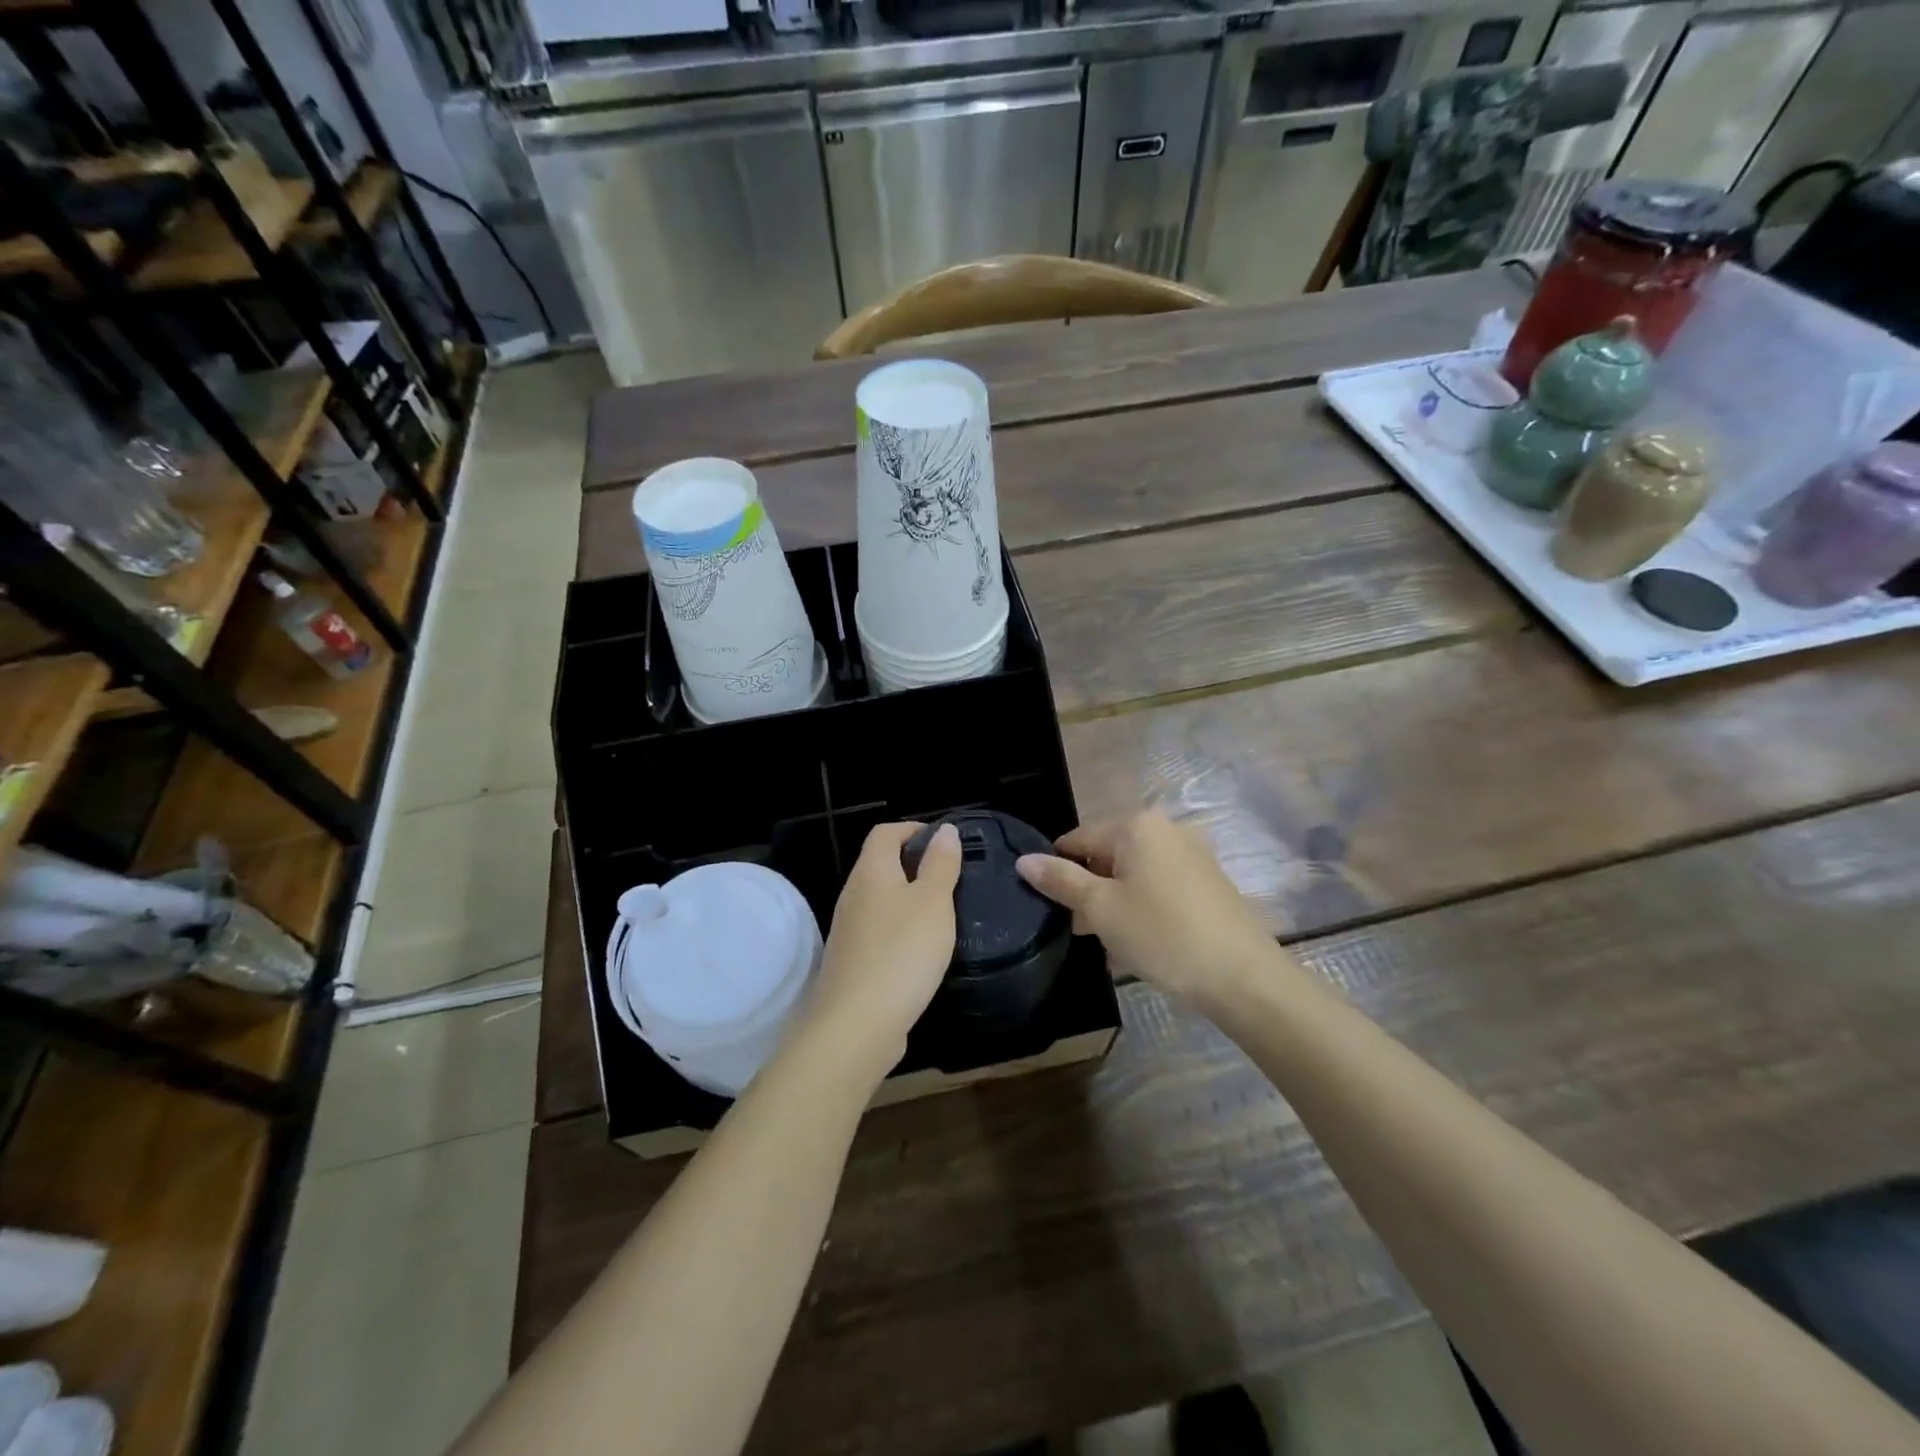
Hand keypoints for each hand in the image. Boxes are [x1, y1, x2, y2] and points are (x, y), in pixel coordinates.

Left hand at [795, 822, 961, 1084]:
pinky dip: (901, 932)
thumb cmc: (902, 952)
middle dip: (915, 865)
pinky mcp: (852, 963)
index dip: (914, 829)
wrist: (856, 1025)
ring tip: (944, 914)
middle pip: (881, 865)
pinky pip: (879, 933)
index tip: (946, 843)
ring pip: (881, 901)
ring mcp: (848, 931)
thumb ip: (940, 864)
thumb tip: (944, 831)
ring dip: (909, 901)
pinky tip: (922, 952)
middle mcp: (853, 895)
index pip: (885, 832)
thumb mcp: (933, 902)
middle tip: (953, 879)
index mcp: (871, 872)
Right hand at [1015, 810, 1283, 1007]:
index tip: (1050, 906)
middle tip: (1082, 932)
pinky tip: (1140, 942)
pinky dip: (1142, 907)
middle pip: (1107, 855)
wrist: (1243, 977)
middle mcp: (1166, 829)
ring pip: (1134, 873)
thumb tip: (1023, 859)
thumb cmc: (1162, 935)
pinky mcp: (1208, 881)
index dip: (1058, 871)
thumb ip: (1060, 881)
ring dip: (1114, 903)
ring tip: (1108, 944)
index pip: (1078, 839)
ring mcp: (1192, 854)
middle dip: (1089, 890)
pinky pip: (1159, 886)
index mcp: (1137, 826)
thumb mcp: (1101, 909)